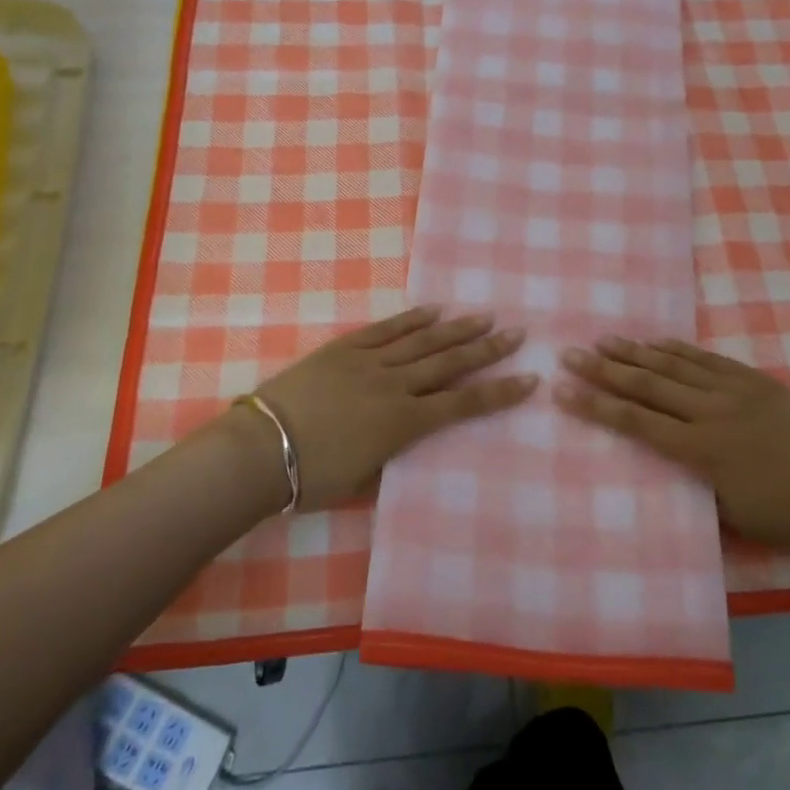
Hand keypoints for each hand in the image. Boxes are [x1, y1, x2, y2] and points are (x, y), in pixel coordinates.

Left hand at [233, 306, 533, 510]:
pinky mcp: (345, 349)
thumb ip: (393, 453)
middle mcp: (395, 386)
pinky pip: (385, 330)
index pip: (463, 404)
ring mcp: (369, 362)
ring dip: (457, 328)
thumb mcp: (364, 479)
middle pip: (450, 363)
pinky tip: (432, 310)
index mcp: (403, 423)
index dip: (499, 392)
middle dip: (487, 349)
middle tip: (518, 333)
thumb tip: (407, 438)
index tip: (529, 379)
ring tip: (485, 316)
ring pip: (423, 341)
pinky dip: (411, 319)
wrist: (261, 449)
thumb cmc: (312, 478)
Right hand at [555, 336, 789, 554]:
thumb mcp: (731, 514)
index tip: (563, 390)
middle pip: (647, 384)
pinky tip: (657, 342)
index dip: (597, 405)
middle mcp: (711, 412)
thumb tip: (667, 461)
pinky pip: (707, 359)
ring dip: (635, 352)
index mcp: (702, 449)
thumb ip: (693, 482)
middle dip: (604, 369)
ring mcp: (734, 390)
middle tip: (570, 352)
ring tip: (604, 340)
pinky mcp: (755, 381)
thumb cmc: (789, 517)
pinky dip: (678, 349)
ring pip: (674, 364)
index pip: (636, 422)